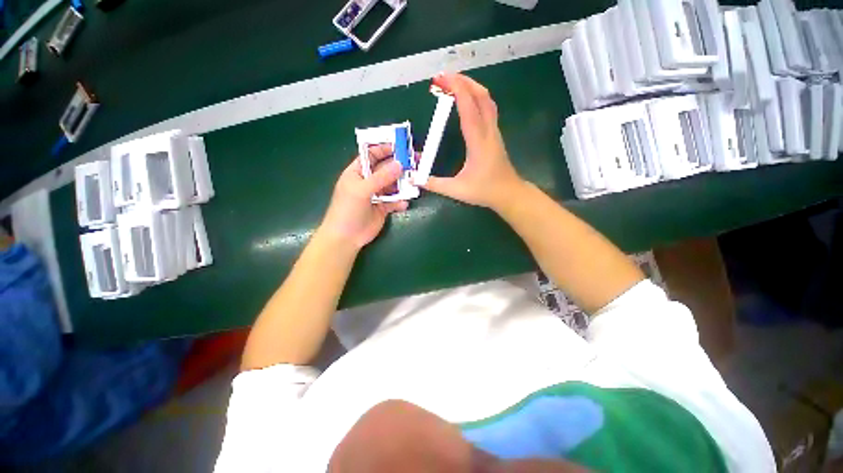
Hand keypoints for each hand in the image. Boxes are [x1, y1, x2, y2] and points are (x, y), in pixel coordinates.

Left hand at [320, 145, 408, 249]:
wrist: (347, 237)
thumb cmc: (348, 209)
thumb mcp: (362, 190)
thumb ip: (381, 178)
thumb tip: (399, 164)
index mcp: (358, 172)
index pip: (371, 155)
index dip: (384, 149)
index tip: (400, 146)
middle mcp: (368, 181)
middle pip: (386, 169)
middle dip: (399, 166)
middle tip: (414, 162)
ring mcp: (376, 195)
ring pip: (393, 185)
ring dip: (402, 184)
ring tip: (414, 182)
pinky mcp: (383, 208)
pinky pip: (395, 201)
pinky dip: (400, 202)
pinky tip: (404, 204)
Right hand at [422, 73, 524, 210]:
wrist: (509, 194)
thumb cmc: (485, 191)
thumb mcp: (457, 190)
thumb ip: (434, 184)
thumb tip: (414, 179)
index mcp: (478, 142)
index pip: (469, 108)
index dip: (457, 89)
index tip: (441, 79)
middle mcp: (488, 131)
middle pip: (482, 96)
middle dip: (463, 81)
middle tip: (443, 78)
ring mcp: (494, 132)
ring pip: (487, 100)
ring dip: (472, 87)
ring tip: (454, 84)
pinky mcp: (495, 135)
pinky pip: (488, 108)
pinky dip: (477, 97)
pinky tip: (467, 101)